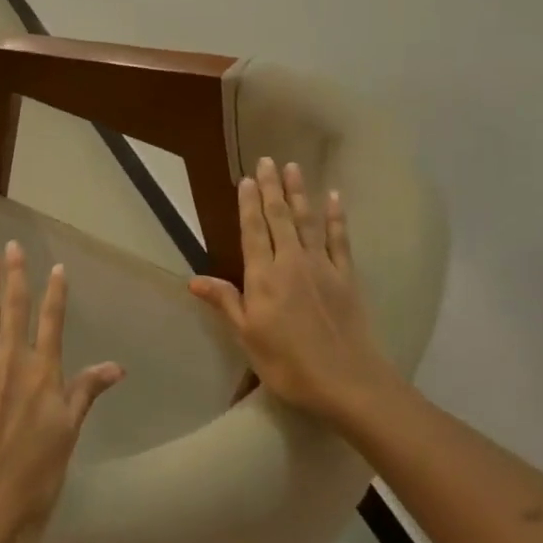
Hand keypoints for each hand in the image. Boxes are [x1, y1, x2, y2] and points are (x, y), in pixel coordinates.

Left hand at [0, 244, 124, 542]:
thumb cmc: (34, 472)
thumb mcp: (69, 432)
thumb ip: (87, 392)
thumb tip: (118, 366)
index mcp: (44, 373)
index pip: (52, 322)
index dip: (55, 293)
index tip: (56, 266)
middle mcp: (13, 361)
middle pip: (16, 309)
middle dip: (15, 275)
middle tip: (12, 246)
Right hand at [190, 158, 411, 430]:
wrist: (347, 381)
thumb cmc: (288, 364)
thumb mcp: (248, 337)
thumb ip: (225, 302)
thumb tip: (194, 279)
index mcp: (264, 277)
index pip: (253, 231)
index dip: (248, 204)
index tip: (245, 179)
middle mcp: (291, 262)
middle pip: (279, 217)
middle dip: (271, 188)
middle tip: (267, 160)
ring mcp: (322, 267)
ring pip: (307, 221)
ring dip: (299, 193)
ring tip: (294, 167)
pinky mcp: (346, 276)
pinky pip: (339, 239)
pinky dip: (336, 217)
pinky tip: (335, 198)